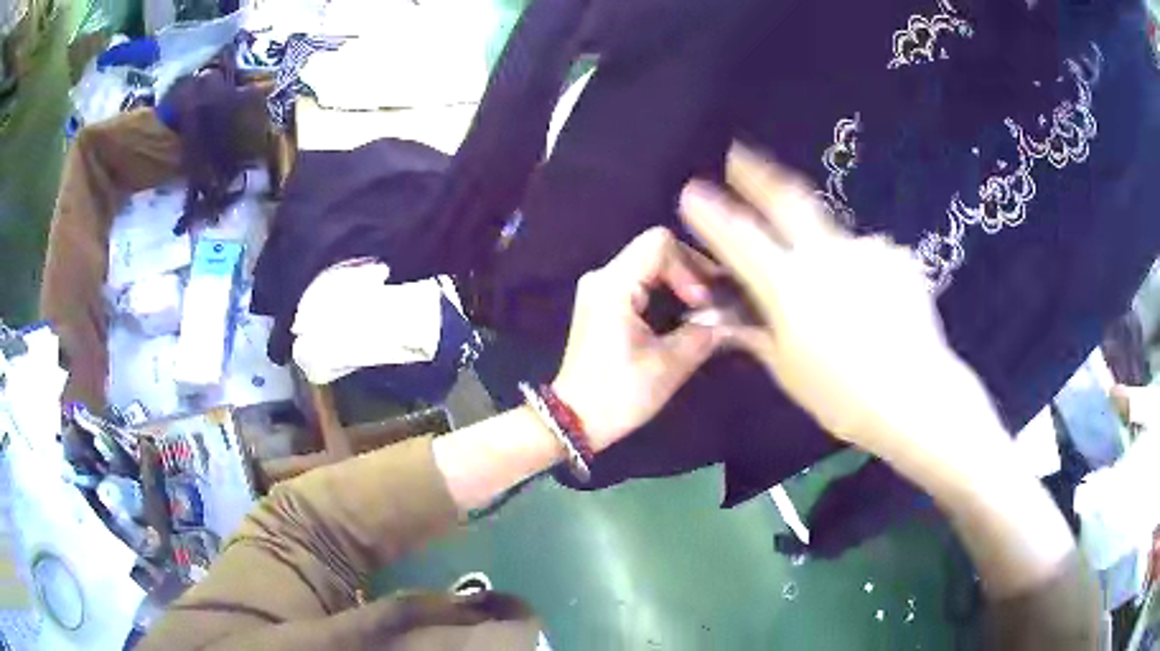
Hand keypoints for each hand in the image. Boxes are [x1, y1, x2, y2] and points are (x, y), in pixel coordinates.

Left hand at [552, 227, 720, 451]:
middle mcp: (602, 277)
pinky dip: (664, 291)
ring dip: (679, 281)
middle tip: (713, 302)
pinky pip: (639, 281)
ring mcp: (600, 290)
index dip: (690, 266)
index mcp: (613, 285)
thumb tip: (732, 320)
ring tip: (704, 309)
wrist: (574, 419)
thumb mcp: (667, 366)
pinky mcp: (602, 304)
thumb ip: (703, 335)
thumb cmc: (618, 394)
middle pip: (655, 250)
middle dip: (689, 272)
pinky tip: (682, 315)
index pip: (659, 244)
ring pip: (648, 264)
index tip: (702, 302)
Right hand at [678, 144, 970, 454]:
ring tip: (843, 296)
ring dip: (826, 250)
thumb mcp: (790, 372)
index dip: (713, 214)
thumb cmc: (843, 396)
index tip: (692, 191)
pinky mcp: (897, 259)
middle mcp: (825, 254)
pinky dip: (863, 272)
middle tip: (739, 154)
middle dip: (757, 173)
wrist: (917, 395)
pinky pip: (870, 257)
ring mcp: (866, 251)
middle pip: (787, 199)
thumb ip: (759, 335)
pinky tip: (875, 304)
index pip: (741, 239)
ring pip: (834, 237)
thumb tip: (732, 320)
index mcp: (790, 285)